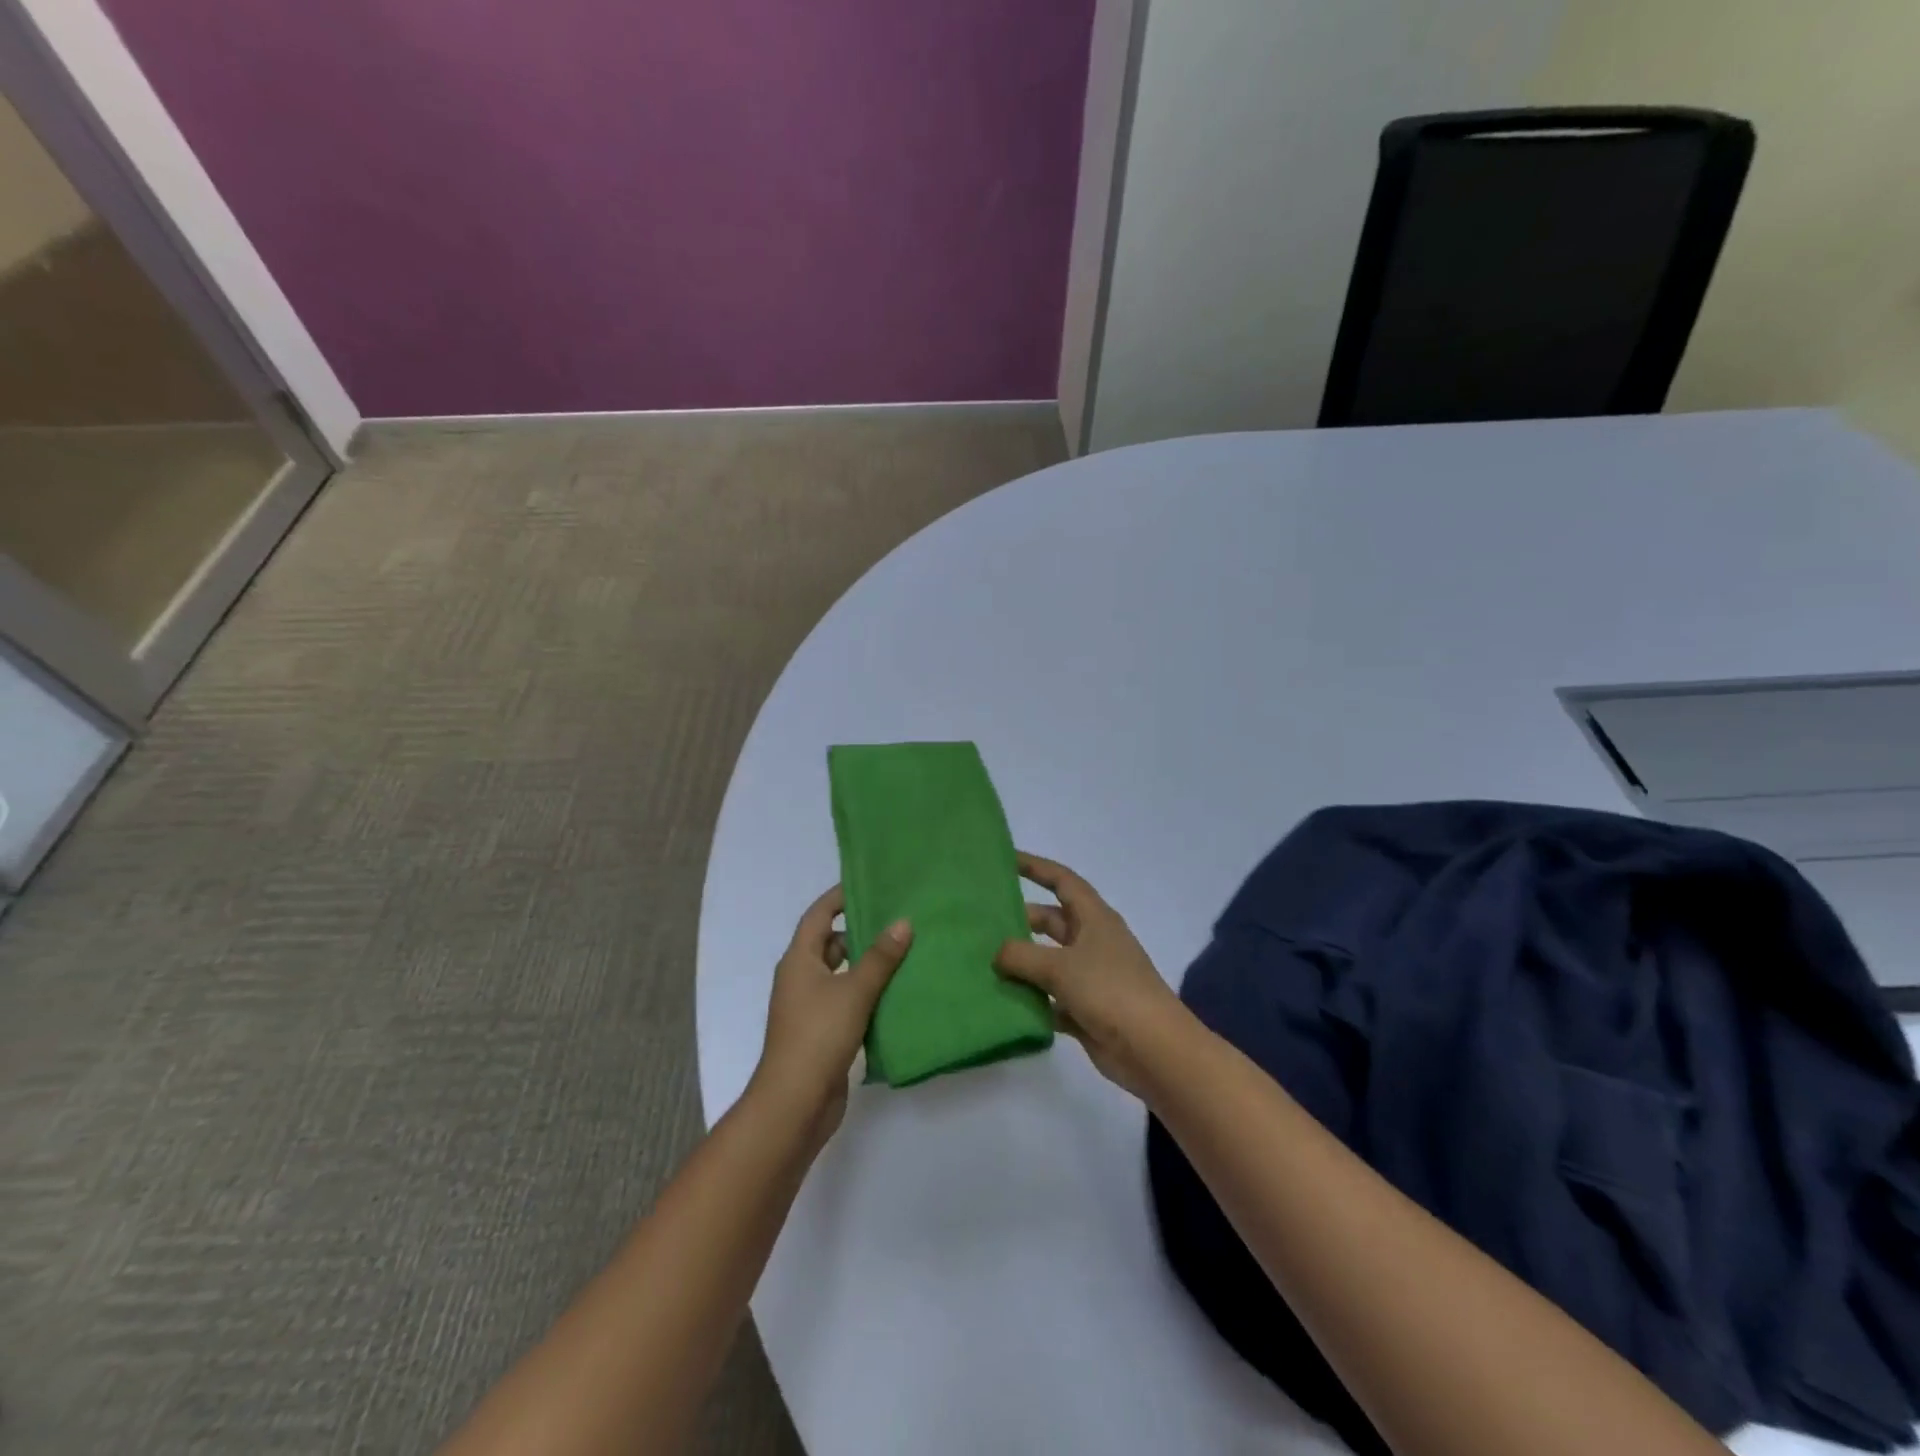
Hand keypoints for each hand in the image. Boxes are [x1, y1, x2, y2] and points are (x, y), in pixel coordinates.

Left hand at [752, 886, 911, 1144]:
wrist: (795, 1103)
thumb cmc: (819, 1035)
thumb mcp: (854, 991)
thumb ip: (880, 957)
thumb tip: (903, 922)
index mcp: (799, 960)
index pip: (819, 915)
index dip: (840, 897)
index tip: (870, 884)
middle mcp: (801, 978)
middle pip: (830, 943)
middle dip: (860, 931)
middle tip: (897, 919)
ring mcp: (810, 1006)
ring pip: (841, 973)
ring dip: (867, 964)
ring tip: (905, 951)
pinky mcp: (822, 1031)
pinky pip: (846, 999)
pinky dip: (867, 992)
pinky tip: (896, 992)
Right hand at [994, 853, 1189, 1099]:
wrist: (1153, 1050)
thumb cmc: (1110, 991)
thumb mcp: (1060, 966)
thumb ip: (1022, 956)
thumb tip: (997, 953)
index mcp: (1094, 919)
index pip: (1062, 881)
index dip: (1036, 867)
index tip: (1007, 859)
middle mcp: (1093, 942)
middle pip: (1052, 921)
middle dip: (1021, 920)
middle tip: (983, 922)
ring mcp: (1091, 977)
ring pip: (1048, 962)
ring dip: (1022, 963)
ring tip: (983, 962)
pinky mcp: (1086, 1010)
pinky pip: (1051, 998)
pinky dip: (1031, 1000)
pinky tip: (1003, 1003)